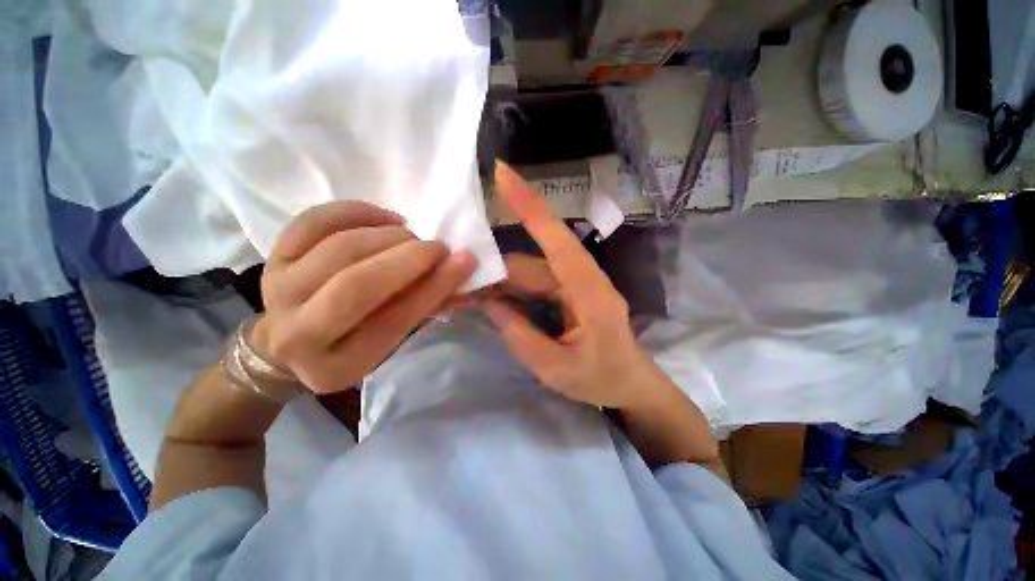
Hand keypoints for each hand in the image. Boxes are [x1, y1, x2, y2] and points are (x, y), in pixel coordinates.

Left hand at [251, 201, 476, 393]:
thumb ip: (423, 309)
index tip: (465, 260)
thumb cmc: (353, 342)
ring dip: (388, 236)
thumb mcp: (390, 342)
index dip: (434, 287)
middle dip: (409, 258)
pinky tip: (387, 219)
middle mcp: (298, 334)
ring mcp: (278, 291)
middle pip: (356, 285)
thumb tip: (460, 272)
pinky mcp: (272, 258)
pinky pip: (314, 222)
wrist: (290, 339)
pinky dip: (358, 212)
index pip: (394, 321)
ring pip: (339, 249)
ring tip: (412, 237)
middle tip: (439, 247)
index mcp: (338, 366)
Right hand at [484, 163, 672, 409]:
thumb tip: (490, 304)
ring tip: (469, 297)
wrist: (629, 385)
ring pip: (530, 272)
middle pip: (532, 262)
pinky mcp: (569, 291)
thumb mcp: (556, 369)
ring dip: (500, 282)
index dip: (530, 206)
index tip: (503, 173)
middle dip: (495, 270)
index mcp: (590, 293)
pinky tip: (493, 301)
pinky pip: (534, 283)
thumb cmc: (602, 379)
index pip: (558, 240)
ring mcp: (576, 284)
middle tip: (458, 285)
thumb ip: (520, 336)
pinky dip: (512, 290)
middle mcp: (583, 279)